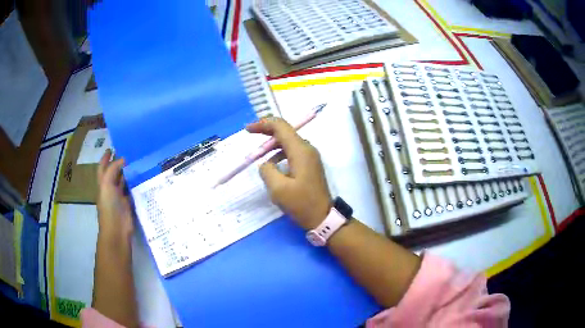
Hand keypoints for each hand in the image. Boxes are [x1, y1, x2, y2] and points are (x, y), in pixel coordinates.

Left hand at [97, 150, 133, 237]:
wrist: (117, 229)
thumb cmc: (109, 206)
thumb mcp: (107, 185)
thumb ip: (113, 170)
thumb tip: (123, 159)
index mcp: (103, 183)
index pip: (102, 167)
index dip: (105, 158)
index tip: (112, 148)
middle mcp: (110, 188)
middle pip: (113, 173)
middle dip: (118, 163)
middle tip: (129, 152)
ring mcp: (119, 196)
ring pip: (123, 181)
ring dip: (128, 172)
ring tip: (138, 161)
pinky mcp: (129, 203)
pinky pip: (132, 190)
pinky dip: (136, 184)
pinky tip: (143, 177)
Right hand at [247, 118, 331, 229]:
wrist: (323, 218)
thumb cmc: (302, 204)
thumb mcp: (278, 189)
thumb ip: (267, 170)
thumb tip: (266, 164)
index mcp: (300, 150)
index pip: (281, 127)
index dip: (263, 124)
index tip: (248, 130)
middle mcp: (307, 149)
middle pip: (285, 132)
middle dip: (267, 132)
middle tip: (251, 135)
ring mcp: (310, 157)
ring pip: (288, 143)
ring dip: (272, 146)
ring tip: (258, 155)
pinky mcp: (310, 165)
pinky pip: (292, 153)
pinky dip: (279, 155)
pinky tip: (272, 167)